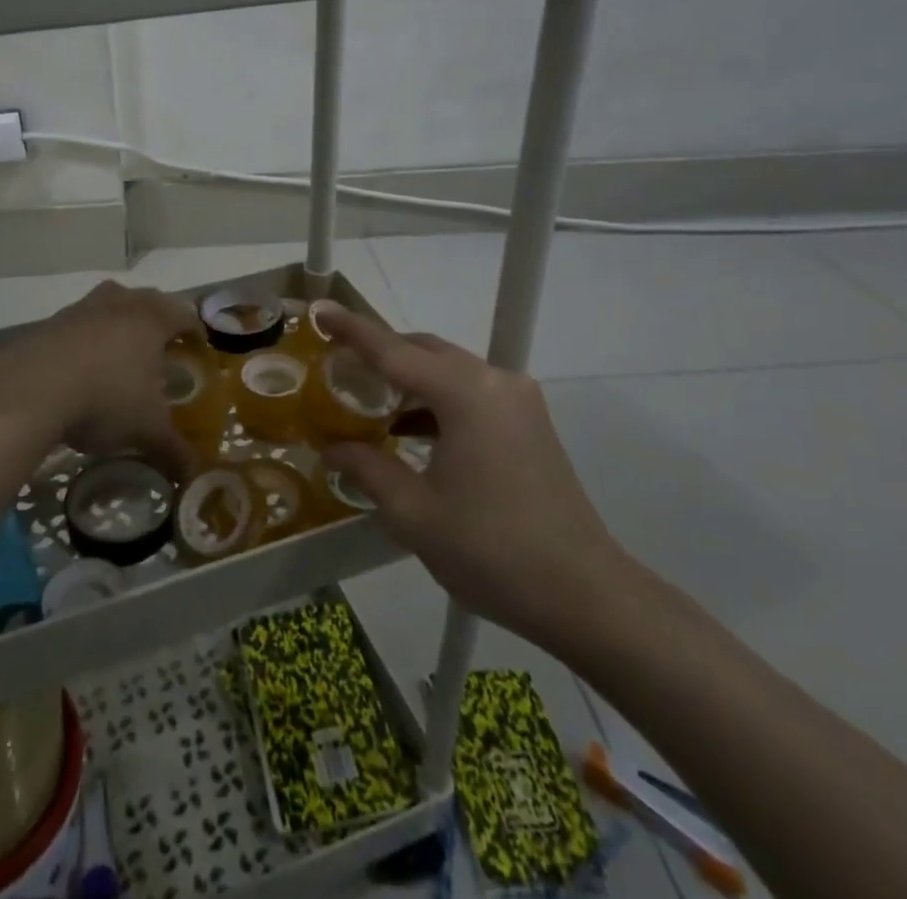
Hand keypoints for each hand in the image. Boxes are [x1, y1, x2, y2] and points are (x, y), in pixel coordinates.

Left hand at [0, 280, 195, 473]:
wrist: (29, 389)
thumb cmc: (105, 399)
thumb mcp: (146, 430)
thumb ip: (173, 449)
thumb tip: (193, 474)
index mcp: (152, 318)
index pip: (185, 315)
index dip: (196, 331)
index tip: (199, 348)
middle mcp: (120, 302)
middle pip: (147, 301)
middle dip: (157, 321)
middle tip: (162, 349)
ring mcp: (82, 308)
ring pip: (110, 306)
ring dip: (118, 324)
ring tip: (121, 356)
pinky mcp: (49, 322)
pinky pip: (78, 324)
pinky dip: (86, 340)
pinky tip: (82, 368)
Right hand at [319, 308, 634, 658]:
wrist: (585, 595)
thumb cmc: (491, 550)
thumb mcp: (414, 513)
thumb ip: (367, 468)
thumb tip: (331, 448)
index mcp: (465, 394)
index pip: (394, 351)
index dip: (352, 331)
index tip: (321, 310)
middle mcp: (494, 382)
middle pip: (425, 351)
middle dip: (381, 353)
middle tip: (339, 366)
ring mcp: (518, 401)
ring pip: (450, 371)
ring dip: (410, 379)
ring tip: (368, 401)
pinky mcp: (530, 423)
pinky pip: (471, 393)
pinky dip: (437, 400)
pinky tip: (410, 430)